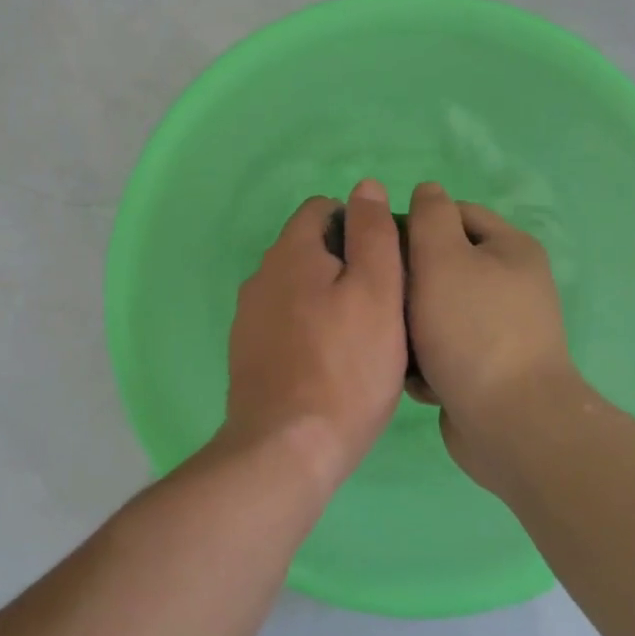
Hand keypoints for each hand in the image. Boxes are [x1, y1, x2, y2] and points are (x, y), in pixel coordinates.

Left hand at [222, 179, 409, 493]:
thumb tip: (366, 187)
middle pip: (309, 248)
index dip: (359, 224)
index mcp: (290, 252)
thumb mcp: (378, 291)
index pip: (322, 209)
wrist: (286, 448)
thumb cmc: (346, 366)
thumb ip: (373, 233)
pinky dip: (308, 329)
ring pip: (297, 288)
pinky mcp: (248, 353)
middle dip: (345, 263)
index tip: (386, 263)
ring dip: (327, 298)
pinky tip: (330, 363)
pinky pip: (285, 323)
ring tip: (361, 337)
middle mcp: (261, 275)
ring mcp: (249, 317)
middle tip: (383, 304)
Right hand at [405, 181, 578, 479]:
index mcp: (510, 249)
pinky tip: (416, 376)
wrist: (510, 424)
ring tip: (396, 341)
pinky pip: (446, 348)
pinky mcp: (488, 368)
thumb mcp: (443, 258)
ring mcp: (502, 329)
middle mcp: (511, 284)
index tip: (379, 247)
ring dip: (412, 324)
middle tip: (381, 297)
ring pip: (438, 308)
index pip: (454, 214)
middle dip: (409, 281)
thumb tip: (427, 191)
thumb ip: (430, 216)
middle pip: (444, 264)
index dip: (414, 223)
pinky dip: (428, 359)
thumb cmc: (472, 330)